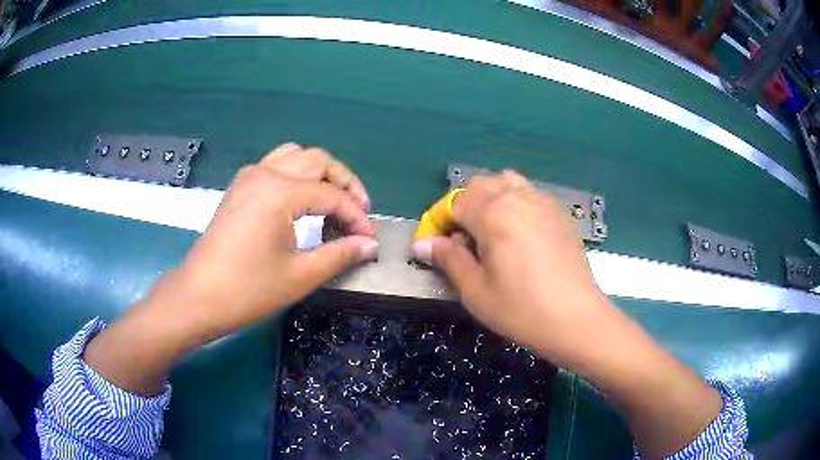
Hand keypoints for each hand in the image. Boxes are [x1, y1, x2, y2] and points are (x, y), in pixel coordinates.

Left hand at [161, 143, 376, 346]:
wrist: (198, 297)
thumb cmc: (248, 290)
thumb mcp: (300, 275)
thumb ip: (340, 254)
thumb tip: (370, 244)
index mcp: (280, 192)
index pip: (332, 195)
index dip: (356, 216)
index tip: (368, 239)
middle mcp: (265, 173)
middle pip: (318, 161)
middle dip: (345, 184)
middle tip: (358, 215)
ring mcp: (249, 176)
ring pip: (297, 156)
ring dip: (321, 173)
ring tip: (333, 202)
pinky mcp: (240, 186)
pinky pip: (276, 165)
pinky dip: (298, 174)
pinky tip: (302, 200)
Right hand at [411, 170, 613, 368]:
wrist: (577, 319)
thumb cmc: (522, 310)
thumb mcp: (476, 290)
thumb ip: (447, 259)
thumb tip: (421, 244)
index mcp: (494, 212)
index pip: (454, 202)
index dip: (438, 222)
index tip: (434, 248)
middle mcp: (518, 196)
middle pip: (479, 184)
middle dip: (462, 207)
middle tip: (462, 242)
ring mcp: (543, 201)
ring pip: (506, 182)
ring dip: (489, 199)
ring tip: (489, 232)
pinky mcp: (559, 212)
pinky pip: (528, 193)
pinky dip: (513, 203)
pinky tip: (518, 235)